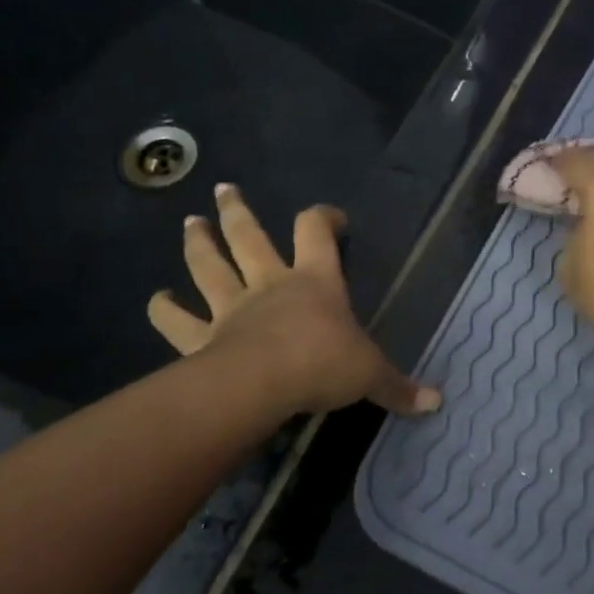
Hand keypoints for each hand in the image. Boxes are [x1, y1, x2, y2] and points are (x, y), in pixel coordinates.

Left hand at [147, 184, 440, 417]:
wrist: (265, 384)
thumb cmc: (324, 364)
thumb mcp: (371, 375)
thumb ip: (399, 388)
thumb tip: (437, 404)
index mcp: (314, 281)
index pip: (316, 231)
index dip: (324, 218)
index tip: (332, 219)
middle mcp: (269, 284)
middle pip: (249, 237)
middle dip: (237, 212)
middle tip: (223, 190)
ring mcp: (231, 308)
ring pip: (209, 267)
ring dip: (199, 244)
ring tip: (189, 223)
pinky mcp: (203, 338)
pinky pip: (177, 321)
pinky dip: (164, 309)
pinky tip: (156, 298)